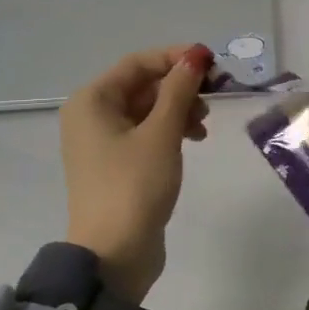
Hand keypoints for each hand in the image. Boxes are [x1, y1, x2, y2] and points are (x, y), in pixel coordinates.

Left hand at [60, 43, 211, 302]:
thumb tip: (196, 56)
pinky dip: (171, 130)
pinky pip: (146, 132)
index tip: (213, 63)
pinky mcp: (117, 164)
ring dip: (179, 109)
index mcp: (92, 101)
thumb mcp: (162, 133)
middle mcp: (92, 115)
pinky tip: (195, 138)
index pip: (138, 63)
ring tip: (205, 124)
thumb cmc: (134, 185)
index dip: (176, 58)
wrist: (114, 253)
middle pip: (143, 85)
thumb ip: (179, 90)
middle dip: (181, 86)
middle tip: (216, 94)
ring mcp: (102, 141)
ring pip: (148, 109)